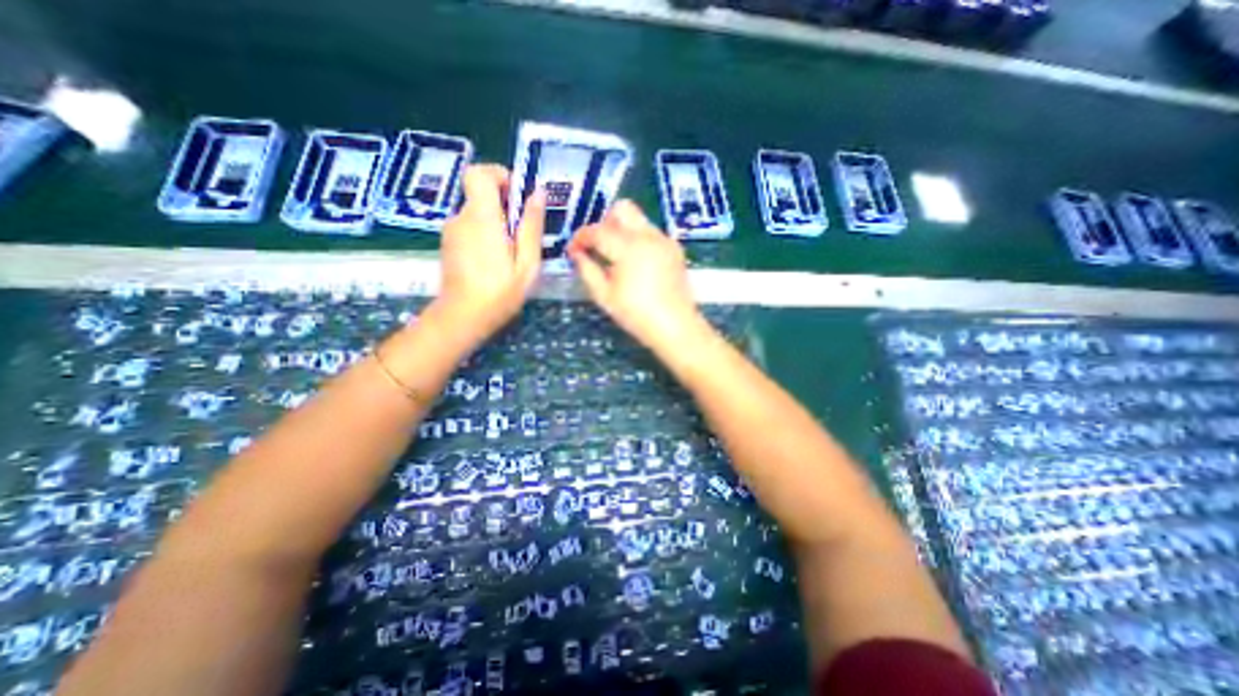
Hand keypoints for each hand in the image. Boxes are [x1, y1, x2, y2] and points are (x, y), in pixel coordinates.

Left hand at [434, 162, 544, 348]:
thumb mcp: (527, 262)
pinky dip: (485, 234)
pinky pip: (470, 226)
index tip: (517, 197)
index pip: (478, 173)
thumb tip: (538, 193)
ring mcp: (451, 230)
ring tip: (512, 253)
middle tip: (523, 235)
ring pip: (477, 212)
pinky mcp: (449, 243)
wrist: (462, 317)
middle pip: (480, 193)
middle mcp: (461, 217)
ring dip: (497, 223)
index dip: (499, 176)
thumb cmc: (501, 293)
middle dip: (505, 205)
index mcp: (482, 218)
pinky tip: (495, 260)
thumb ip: (532, 226)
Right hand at [564, 200, 700, 349]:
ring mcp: (664, 240)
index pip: (597, 230)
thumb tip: (577, 254)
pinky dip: (638, 239)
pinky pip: (651, 232)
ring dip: (622, 230)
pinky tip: (635, 263)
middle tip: (598, 246)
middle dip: (604, 222)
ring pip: (638, 219)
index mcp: (628, 247)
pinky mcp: (674, 248)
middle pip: (622, 209)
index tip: (573, 249)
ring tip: (615, 256)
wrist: (675, 326)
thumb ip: (587, 270)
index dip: (580, 238)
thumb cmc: (636, 314)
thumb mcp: (604, 296)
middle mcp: (648, 235)